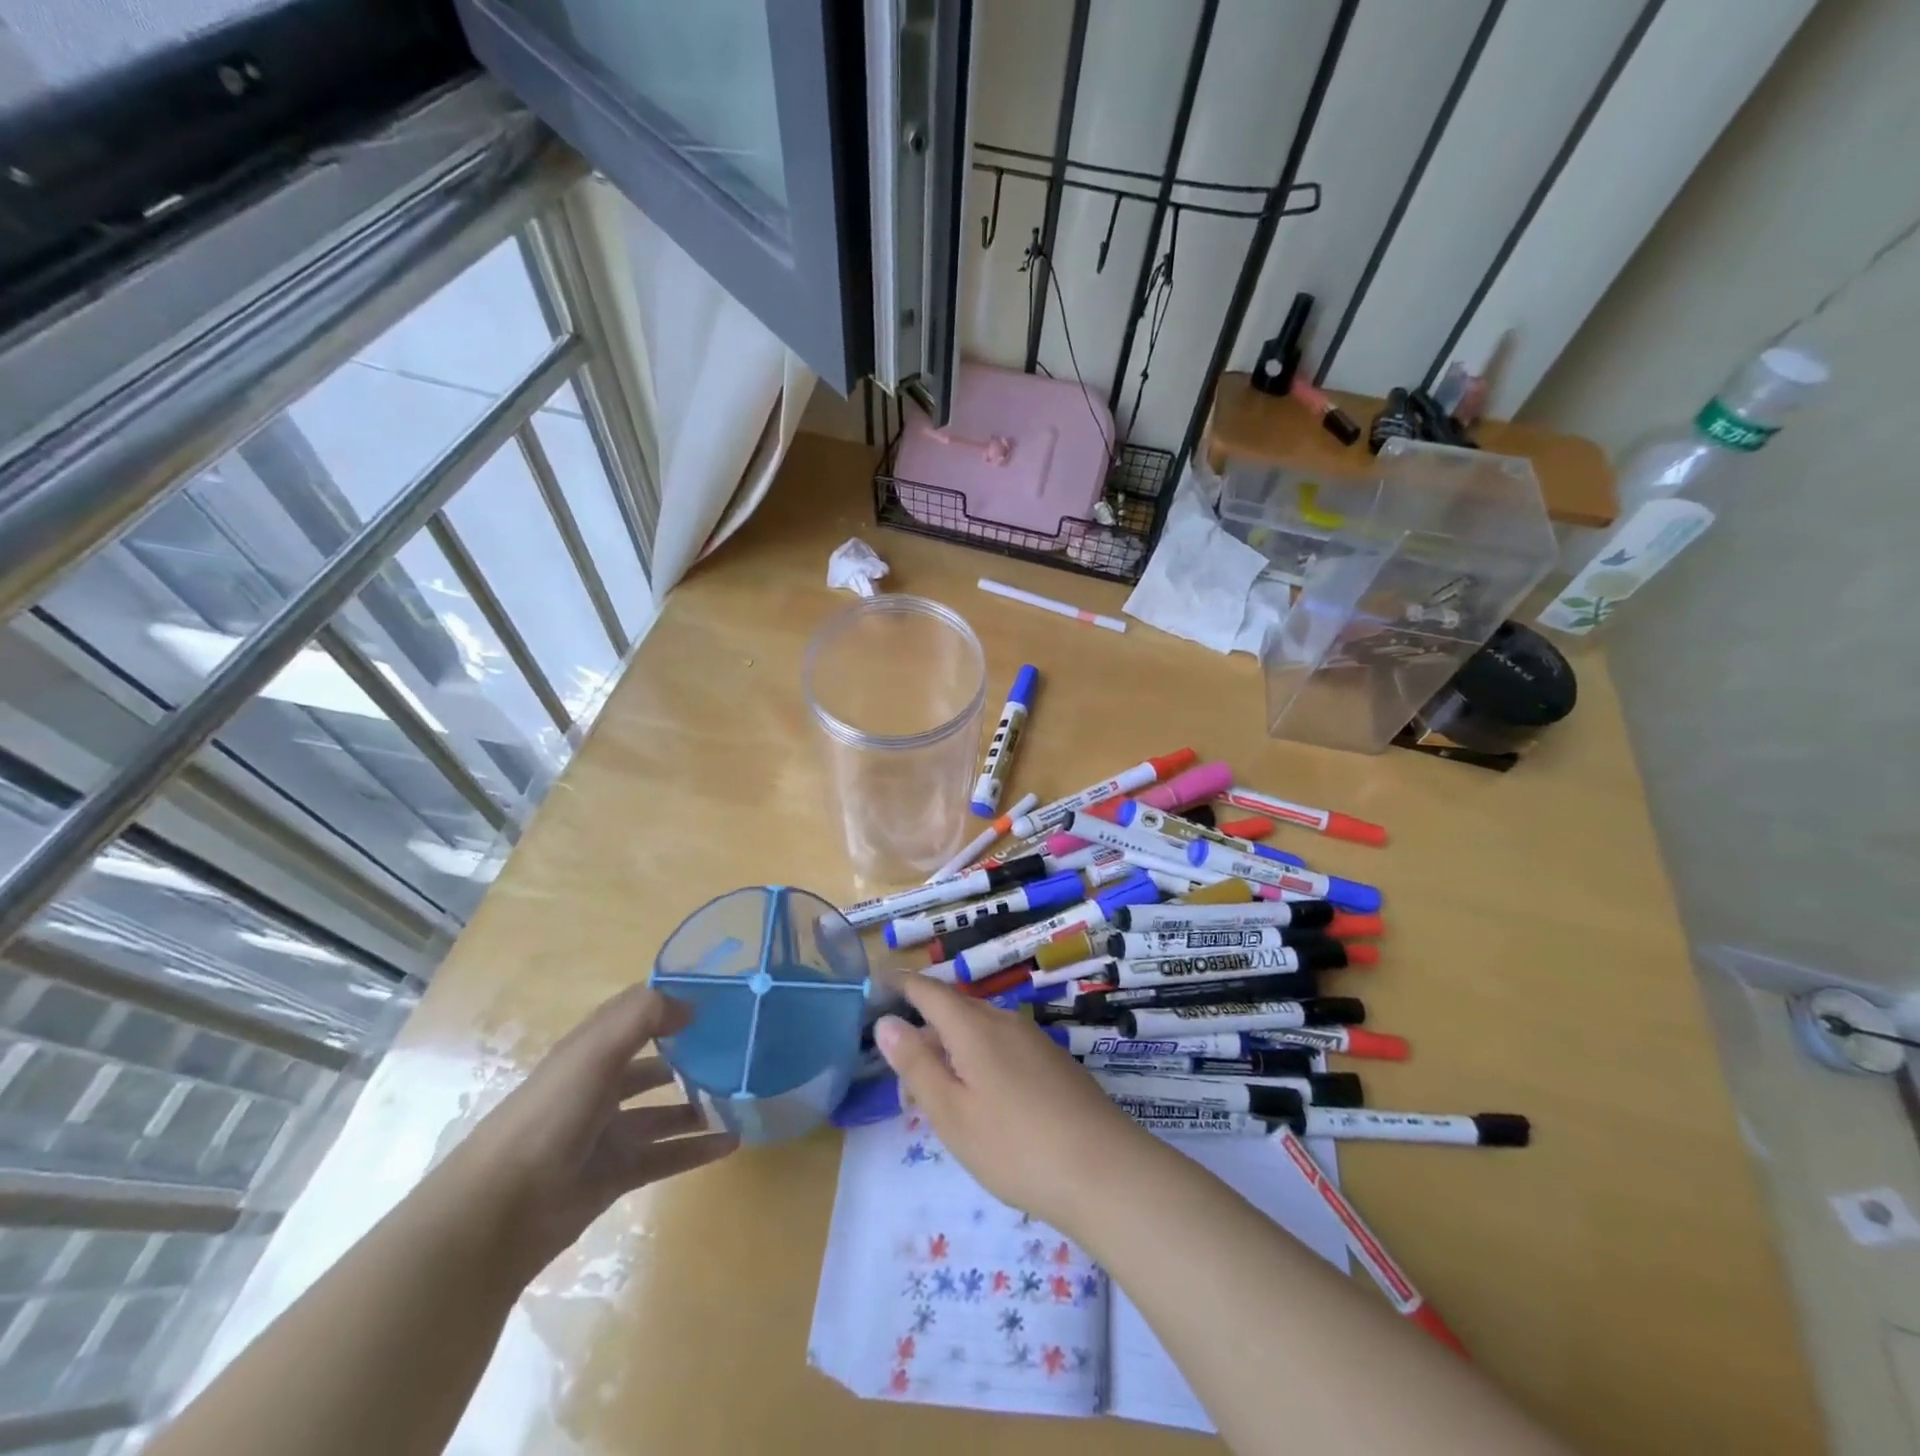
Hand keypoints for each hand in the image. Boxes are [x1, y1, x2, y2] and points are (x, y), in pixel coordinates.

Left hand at [442, 985, 737, 1277]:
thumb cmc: (549, 1118)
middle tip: (739, 1051)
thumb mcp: (595, 1052)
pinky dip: (697, 1150)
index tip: (720, 997)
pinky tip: (731, 1143)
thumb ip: (643, 1016)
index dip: (672, 1002)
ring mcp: (608, 1133)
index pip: (636, 1015)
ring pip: (664, 1113)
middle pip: (654, 1064)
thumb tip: (691, 1005)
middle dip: (691, 1056)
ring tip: (742, 1097)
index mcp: (590, 1052)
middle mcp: (599, 1087)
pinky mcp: (615, 1175)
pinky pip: (666, 1156)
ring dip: (699, 1104)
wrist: (497, 1214)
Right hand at [872, 976, 1152, 1230]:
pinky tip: (982, 1101)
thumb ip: (917, 1065)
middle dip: (924, 1029)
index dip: (901, 983)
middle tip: (903, 1074)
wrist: (1105, 1171)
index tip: (877, 983)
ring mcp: (1033, 1040)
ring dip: (952, 1049)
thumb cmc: (1015, 1146)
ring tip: (938, 1096)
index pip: (928, 990)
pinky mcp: (1053, 1062)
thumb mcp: (952, 1112)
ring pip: (979, 1030)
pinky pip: (1002, 1046)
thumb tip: (886, 1022)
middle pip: (954, 1009)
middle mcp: (1004, 1021)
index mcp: (974, 1027)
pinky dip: (979, 1060)